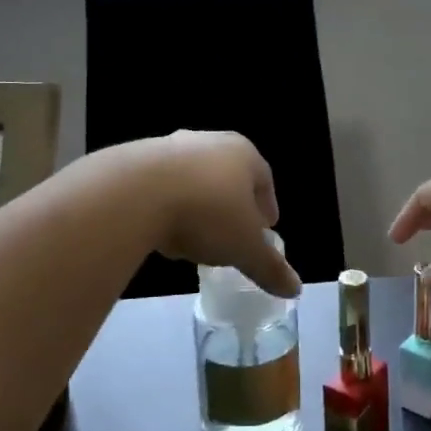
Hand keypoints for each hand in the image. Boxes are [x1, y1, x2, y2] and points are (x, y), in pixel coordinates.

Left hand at [141, 132, 299, 296]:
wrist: (135, 192)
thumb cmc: (206, 213)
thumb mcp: (244, 248)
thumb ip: (270, 267)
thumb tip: (295, 289)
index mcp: (244, 154)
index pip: (264, 179)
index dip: (266, 207)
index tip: (264, 230)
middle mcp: (210, 141)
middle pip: (228, 176)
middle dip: (232, 205)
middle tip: (231, 235)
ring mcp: (172, 146)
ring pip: (194, 178)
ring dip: (198, 204)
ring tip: (195, 237)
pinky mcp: (139, 158)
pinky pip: (163, 185)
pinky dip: (168, 205)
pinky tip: (163, 230)